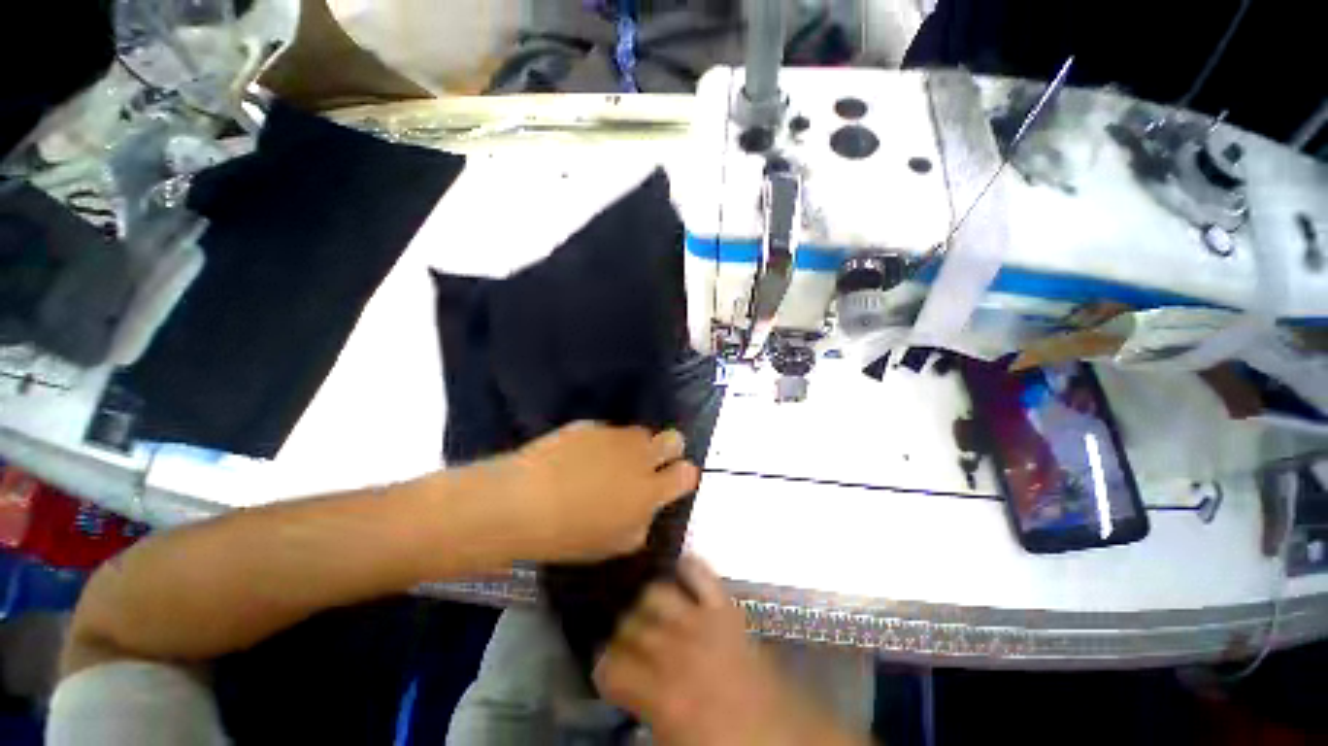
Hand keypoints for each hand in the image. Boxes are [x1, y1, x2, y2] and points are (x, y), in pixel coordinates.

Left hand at [479, 421, 698, 562]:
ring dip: (633, 446)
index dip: (683, 476)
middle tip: (648, 465)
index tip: (671, 482)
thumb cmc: (571, 534)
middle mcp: (639, 456)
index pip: (687, 473)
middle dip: (669, 449)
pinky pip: (606, 431)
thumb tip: (645, 507)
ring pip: (640, 432)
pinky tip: (578, 458)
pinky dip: (601, 443)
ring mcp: (615, 436)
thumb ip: (641, 522)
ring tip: (608, 463)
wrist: (524, 501)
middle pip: (674, 438)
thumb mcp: (615, 543)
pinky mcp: (590, 426)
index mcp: (650, 490)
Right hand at [594, 557, 869, 745]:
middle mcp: (677, 651)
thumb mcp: (673, 739)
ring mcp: (703, 623)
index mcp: (662, 696)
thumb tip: (628, 691)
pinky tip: (678, 571)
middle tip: (625, 643)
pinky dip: (687, 567)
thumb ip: (645, 710)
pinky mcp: (726, 609)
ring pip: (657, 594)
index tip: (606, 669)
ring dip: (646, 602)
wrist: (784, 737)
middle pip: (631, 627)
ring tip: (648, 612)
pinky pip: (701, 575)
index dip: (603, 667)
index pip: (612, 667)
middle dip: (621, 634)